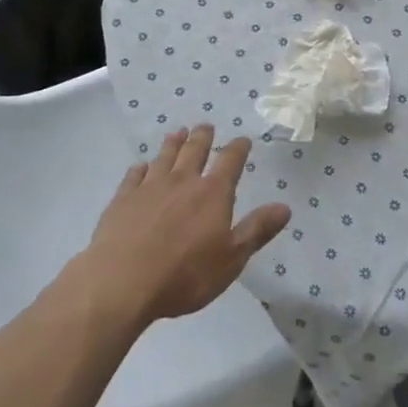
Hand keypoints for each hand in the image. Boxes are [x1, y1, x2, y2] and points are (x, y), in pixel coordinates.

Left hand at [82, 126, 290, 326]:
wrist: (122, 281)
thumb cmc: (185, 275)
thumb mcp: (231, 259)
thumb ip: (257, 230)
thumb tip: (285, 207)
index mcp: (212, 194)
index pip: (230, 162)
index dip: (238, 149)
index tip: (243, 139)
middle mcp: (182, 181)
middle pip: (194, 151)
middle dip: (202, 137)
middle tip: (206, 126)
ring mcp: (150, 187)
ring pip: (164, 157)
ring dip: (173, 143)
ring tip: (177, 132)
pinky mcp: (123, 198)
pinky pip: (134, 175)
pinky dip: (140, 168)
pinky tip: (141, 166)